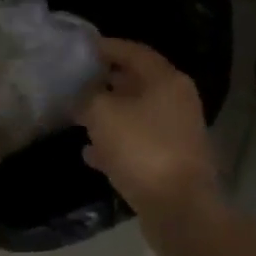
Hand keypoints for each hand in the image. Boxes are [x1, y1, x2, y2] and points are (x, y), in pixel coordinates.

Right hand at [78, 38, 222, 231]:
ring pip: (135, 114)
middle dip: (105, 82)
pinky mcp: (170, 160)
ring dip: (109, 114)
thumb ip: (87, 97)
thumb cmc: (142, 149)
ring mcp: (176, 132)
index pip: (133, 51)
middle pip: (136, 82)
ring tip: (78, 116)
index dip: (106, 47)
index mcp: (166, 80)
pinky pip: (138, 143)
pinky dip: (116, 144)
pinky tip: (91, 153)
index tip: (80, 48)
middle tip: (75, 82)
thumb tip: (82, 95)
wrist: (179, 208)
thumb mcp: (103, 114)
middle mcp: (176, 100)